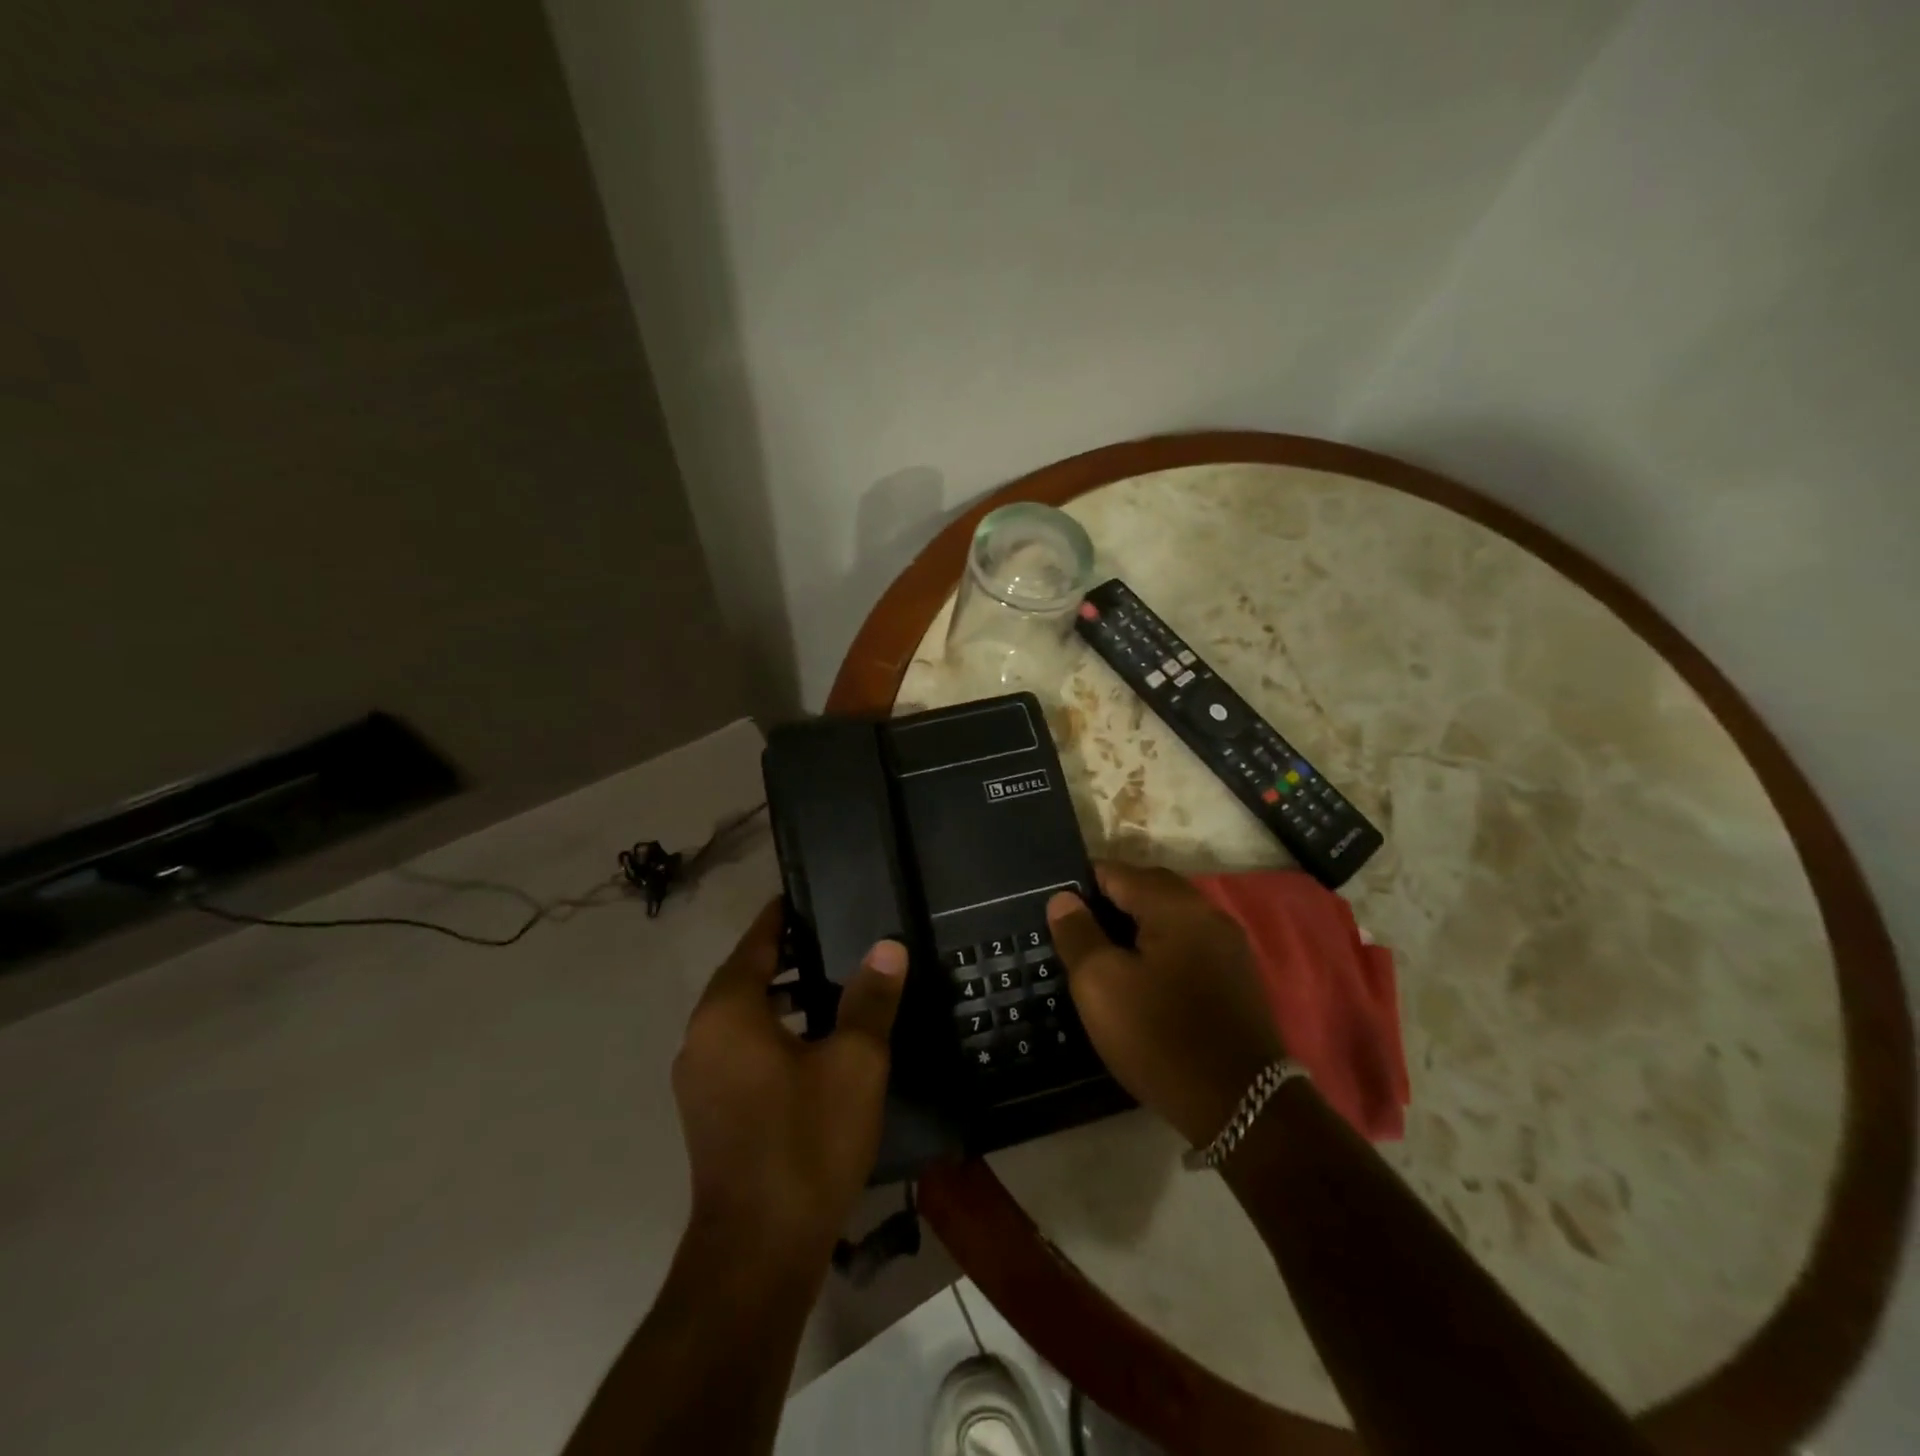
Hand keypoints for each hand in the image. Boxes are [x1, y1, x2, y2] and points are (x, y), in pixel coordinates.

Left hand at [672, 898, 906, 1256]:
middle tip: (837, 937)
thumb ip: (870, 998)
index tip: (812, 895)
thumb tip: (887, 946)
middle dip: (787, 955)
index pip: (757, 942)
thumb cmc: (806, 1142)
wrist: (758, 1252)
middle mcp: (702, 1036)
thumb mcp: (854, 1063)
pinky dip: (771, 1030)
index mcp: (727, 1012)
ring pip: (742, 1014)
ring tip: (833, 983)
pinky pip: (740, 1046)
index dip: (784, 916)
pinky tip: (814, 1043)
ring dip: (781, 995)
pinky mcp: (709, 1109)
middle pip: (745, 975)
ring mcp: (700, 1076)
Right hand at [1047, 864, 1283, 1147]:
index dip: (1079, 885)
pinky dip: (1158, 949)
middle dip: (1107, 904)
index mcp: (1175, 905)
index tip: (1054, 911)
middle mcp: (1207, 913)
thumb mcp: (1101, 985)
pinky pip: (1187, 944)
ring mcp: (1227, 945)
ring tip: (1101, 957)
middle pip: (1146, 889)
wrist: (1243, 1106)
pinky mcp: (1235, 976)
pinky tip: (1141, 979)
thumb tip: (1063, 898)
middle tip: (1073, 934)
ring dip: (1134, 928)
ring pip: (1168, 918)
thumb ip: (1078, 934)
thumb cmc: (1161, 1037)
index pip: (1116, 871)